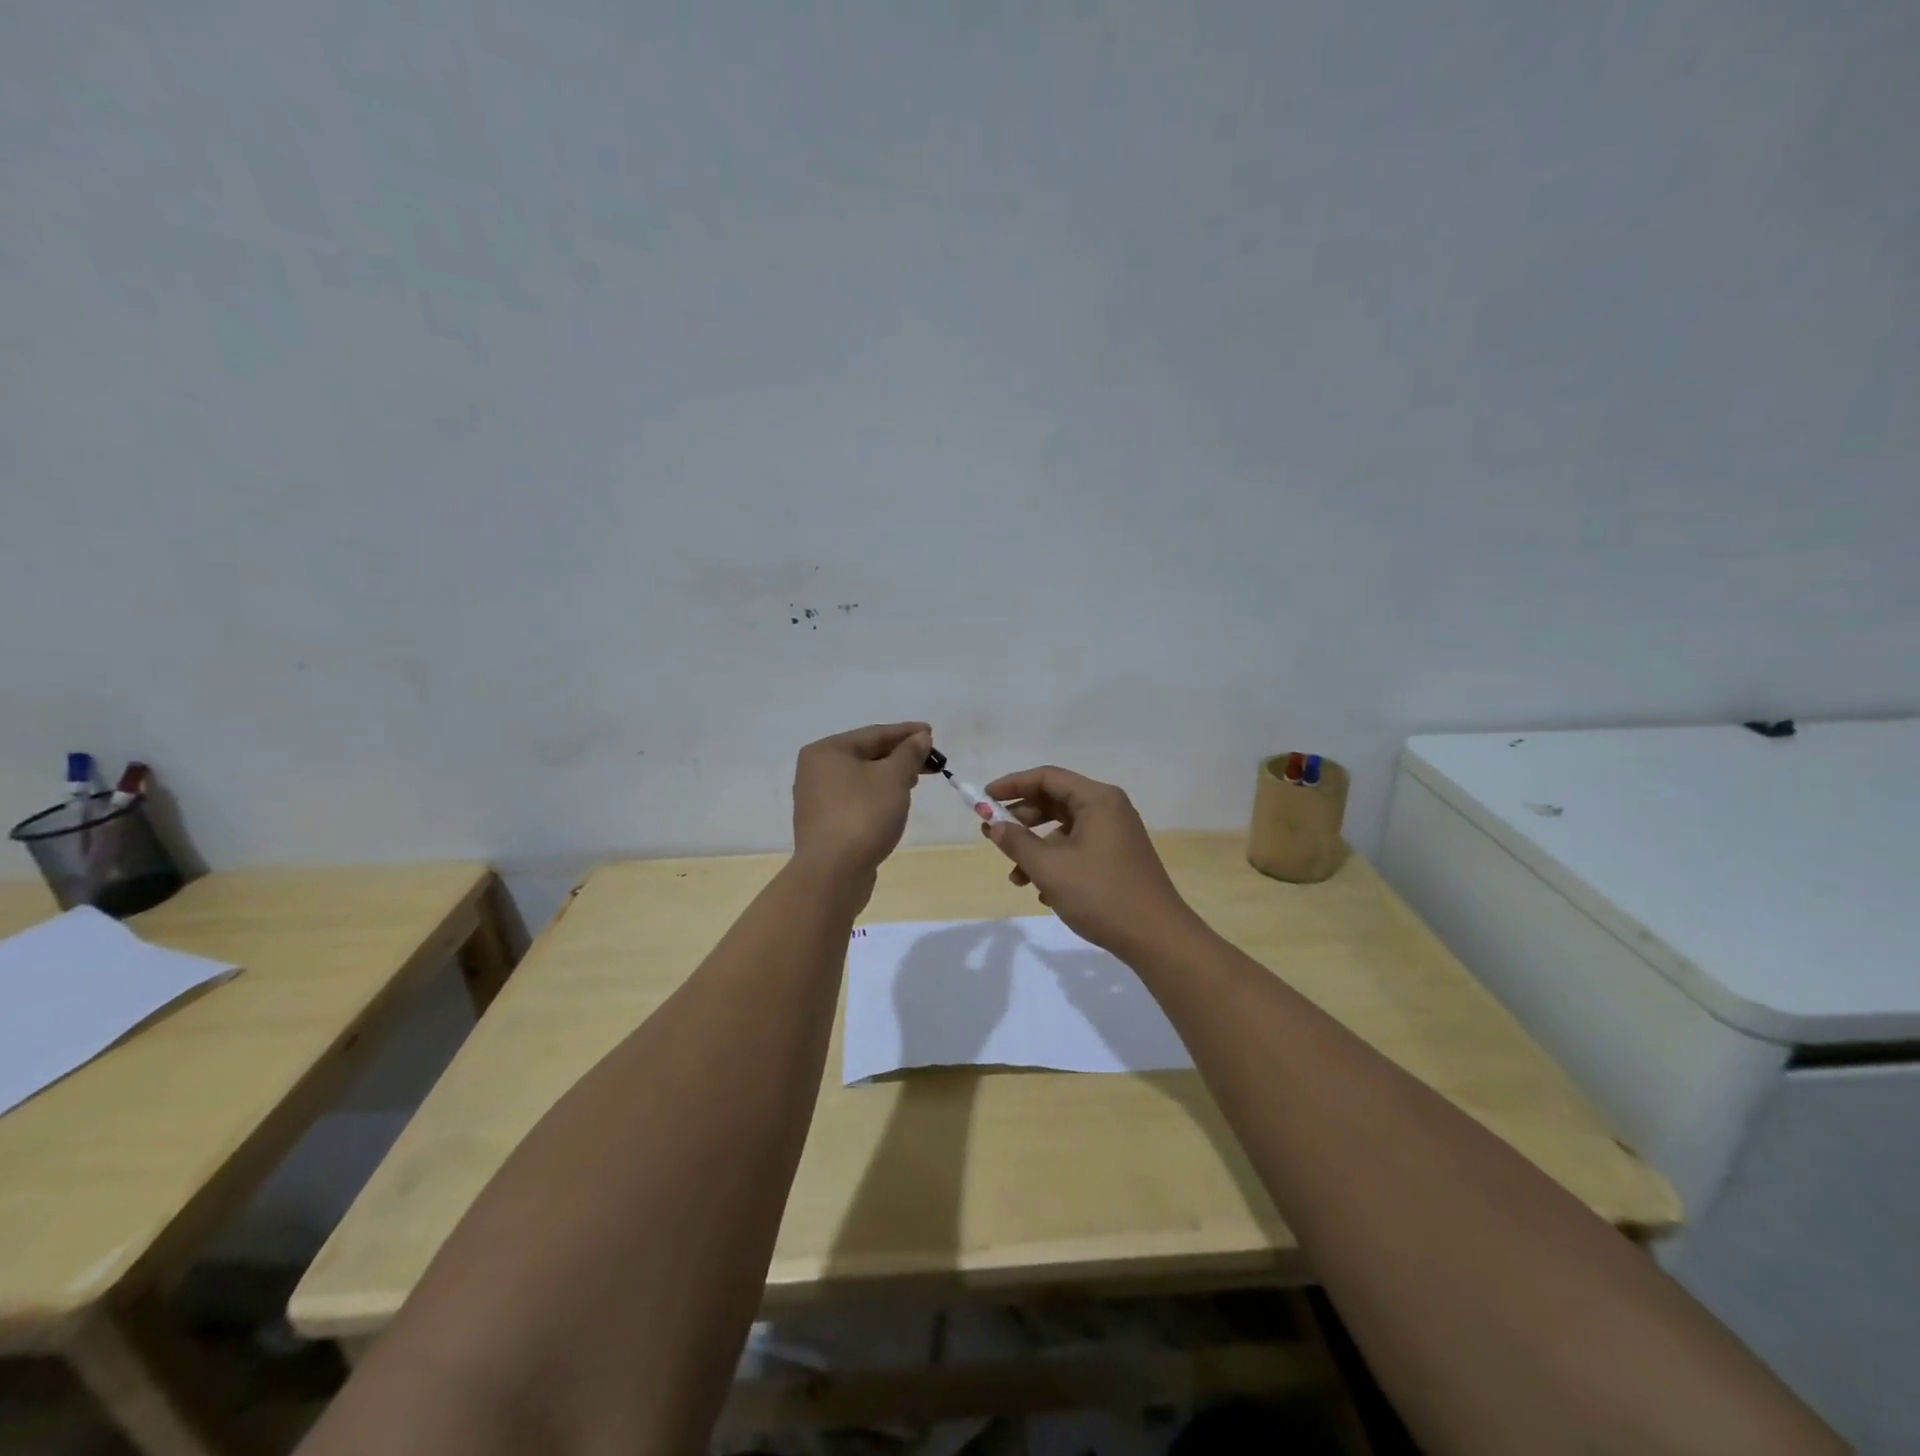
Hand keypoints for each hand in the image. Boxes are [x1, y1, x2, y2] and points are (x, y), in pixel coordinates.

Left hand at [792, 722, 932, 876]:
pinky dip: (877, 796)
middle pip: (866, 754)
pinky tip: (894, 803)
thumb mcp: (893, 777)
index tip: (931, 732)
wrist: (833, 872)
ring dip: (889, 776)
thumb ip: (909, 753)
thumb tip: (920, 737)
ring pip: (861, 778)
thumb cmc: (863, 814)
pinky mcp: (824, 824)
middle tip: (930, 760)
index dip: (906, 732)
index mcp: (827, 751)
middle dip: (899, 756)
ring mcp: (816, 799)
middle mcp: (815, 770)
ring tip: (915, 780)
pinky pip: (855, 799)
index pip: (874, 734)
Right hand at [981, 765, 1203, 955]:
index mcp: (1097, 799)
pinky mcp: (1117, 859)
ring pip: (1064, 830)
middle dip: (1021, 819)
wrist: (1156, 938)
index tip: (983, 799)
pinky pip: (1077, 849)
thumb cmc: (1101, 894)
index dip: (1012, 785)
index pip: (1046, 778)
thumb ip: (1016, 842)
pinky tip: (1043, 892)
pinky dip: (1055, 862)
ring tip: (1016, 876)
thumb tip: (994, 824)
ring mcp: (1115, 835)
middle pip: (1055, 801)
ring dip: (1035, 848)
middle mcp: (1108, 809)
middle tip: (993, 835)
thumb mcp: (1049, 867)